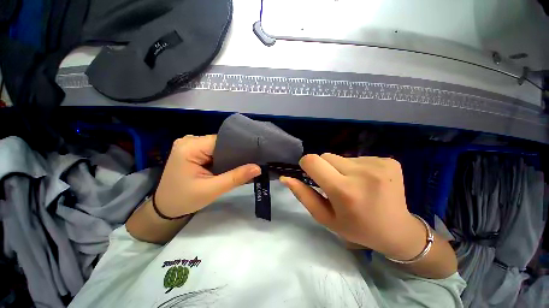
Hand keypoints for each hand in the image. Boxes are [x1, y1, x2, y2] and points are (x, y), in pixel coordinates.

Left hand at [154, 135, 260, 217]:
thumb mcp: (212, 190)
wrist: (165, 208)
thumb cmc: (184, 200)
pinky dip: (223, 157)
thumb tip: (258, 167)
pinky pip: (214, 150)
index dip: (239, 147)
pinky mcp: (193, 150)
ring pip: (219, 146)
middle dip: (235, 152)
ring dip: (230, 155)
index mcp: (190, 147)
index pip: (222, 140)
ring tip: (244, 163)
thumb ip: (236, 177)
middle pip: (221, 142)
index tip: (254, 154)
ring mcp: (191, 144)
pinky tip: (231, 164)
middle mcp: (189, 140)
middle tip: (252, 161)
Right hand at [281, 154, 424, 259]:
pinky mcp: (389, 161)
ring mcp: (378, 165)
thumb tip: (286, 178)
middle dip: (324, 168)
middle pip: (326, 156)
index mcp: (344, 191)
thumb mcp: (325, 217)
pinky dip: (357, 167)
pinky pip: (358, 157)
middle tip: (335, 185)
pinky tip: (367, 182)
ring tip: (353, 184)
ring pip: (341, 156)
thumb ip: (303, 195)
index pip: (312, 160)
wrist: (398, 231)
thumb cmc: (356, 228)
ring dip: (341, 168)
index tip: (312, 175)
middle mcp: (362, 173)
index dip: (307, 164)